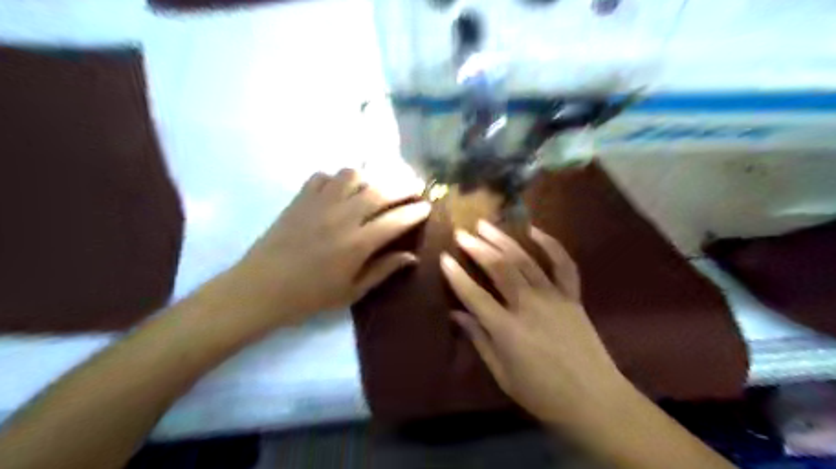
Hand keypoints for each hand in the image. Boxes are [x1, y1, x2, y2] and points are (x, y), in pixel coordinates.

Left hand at [228, 170, 430, 327]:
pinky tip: (339, 190)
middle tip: (415, 184)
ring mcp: (320, 204)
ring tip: (375, 186)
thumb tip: (411, 257)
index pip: (396, 221)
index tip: (427, 206)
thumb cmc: (310, 296)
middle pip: (380, 191)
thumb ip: (383, 270)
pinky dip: (336, 179)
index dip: (415, 212)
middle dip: (403, 185)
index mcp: (358, 244)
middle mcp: (343, 217)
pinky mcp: (300, 199)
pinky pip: (323, 176)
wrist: (261, 289)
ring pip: (352, 175)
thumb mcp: (352, 291)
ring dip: (369, 178)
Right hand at [443, 222, 626, 427]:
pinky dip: (551, 244)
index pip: (474, 295)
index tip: (443, 258)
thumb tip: (457, 314)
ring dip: (503, 240)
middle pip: (499, 268)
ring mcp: (554, 297)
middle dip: (477, 248)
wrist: (595, 401)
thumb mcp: (502, 374)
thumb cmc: (542, 394)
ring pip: (525, 260)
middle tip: (462, 233)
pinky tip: (535, 230)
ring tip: (486, 225)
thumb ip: (479, 340)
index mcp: (508, 330)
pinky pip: (564, 264)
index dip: (456, 276)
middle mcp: (529, 306)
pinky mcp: (573, 296)